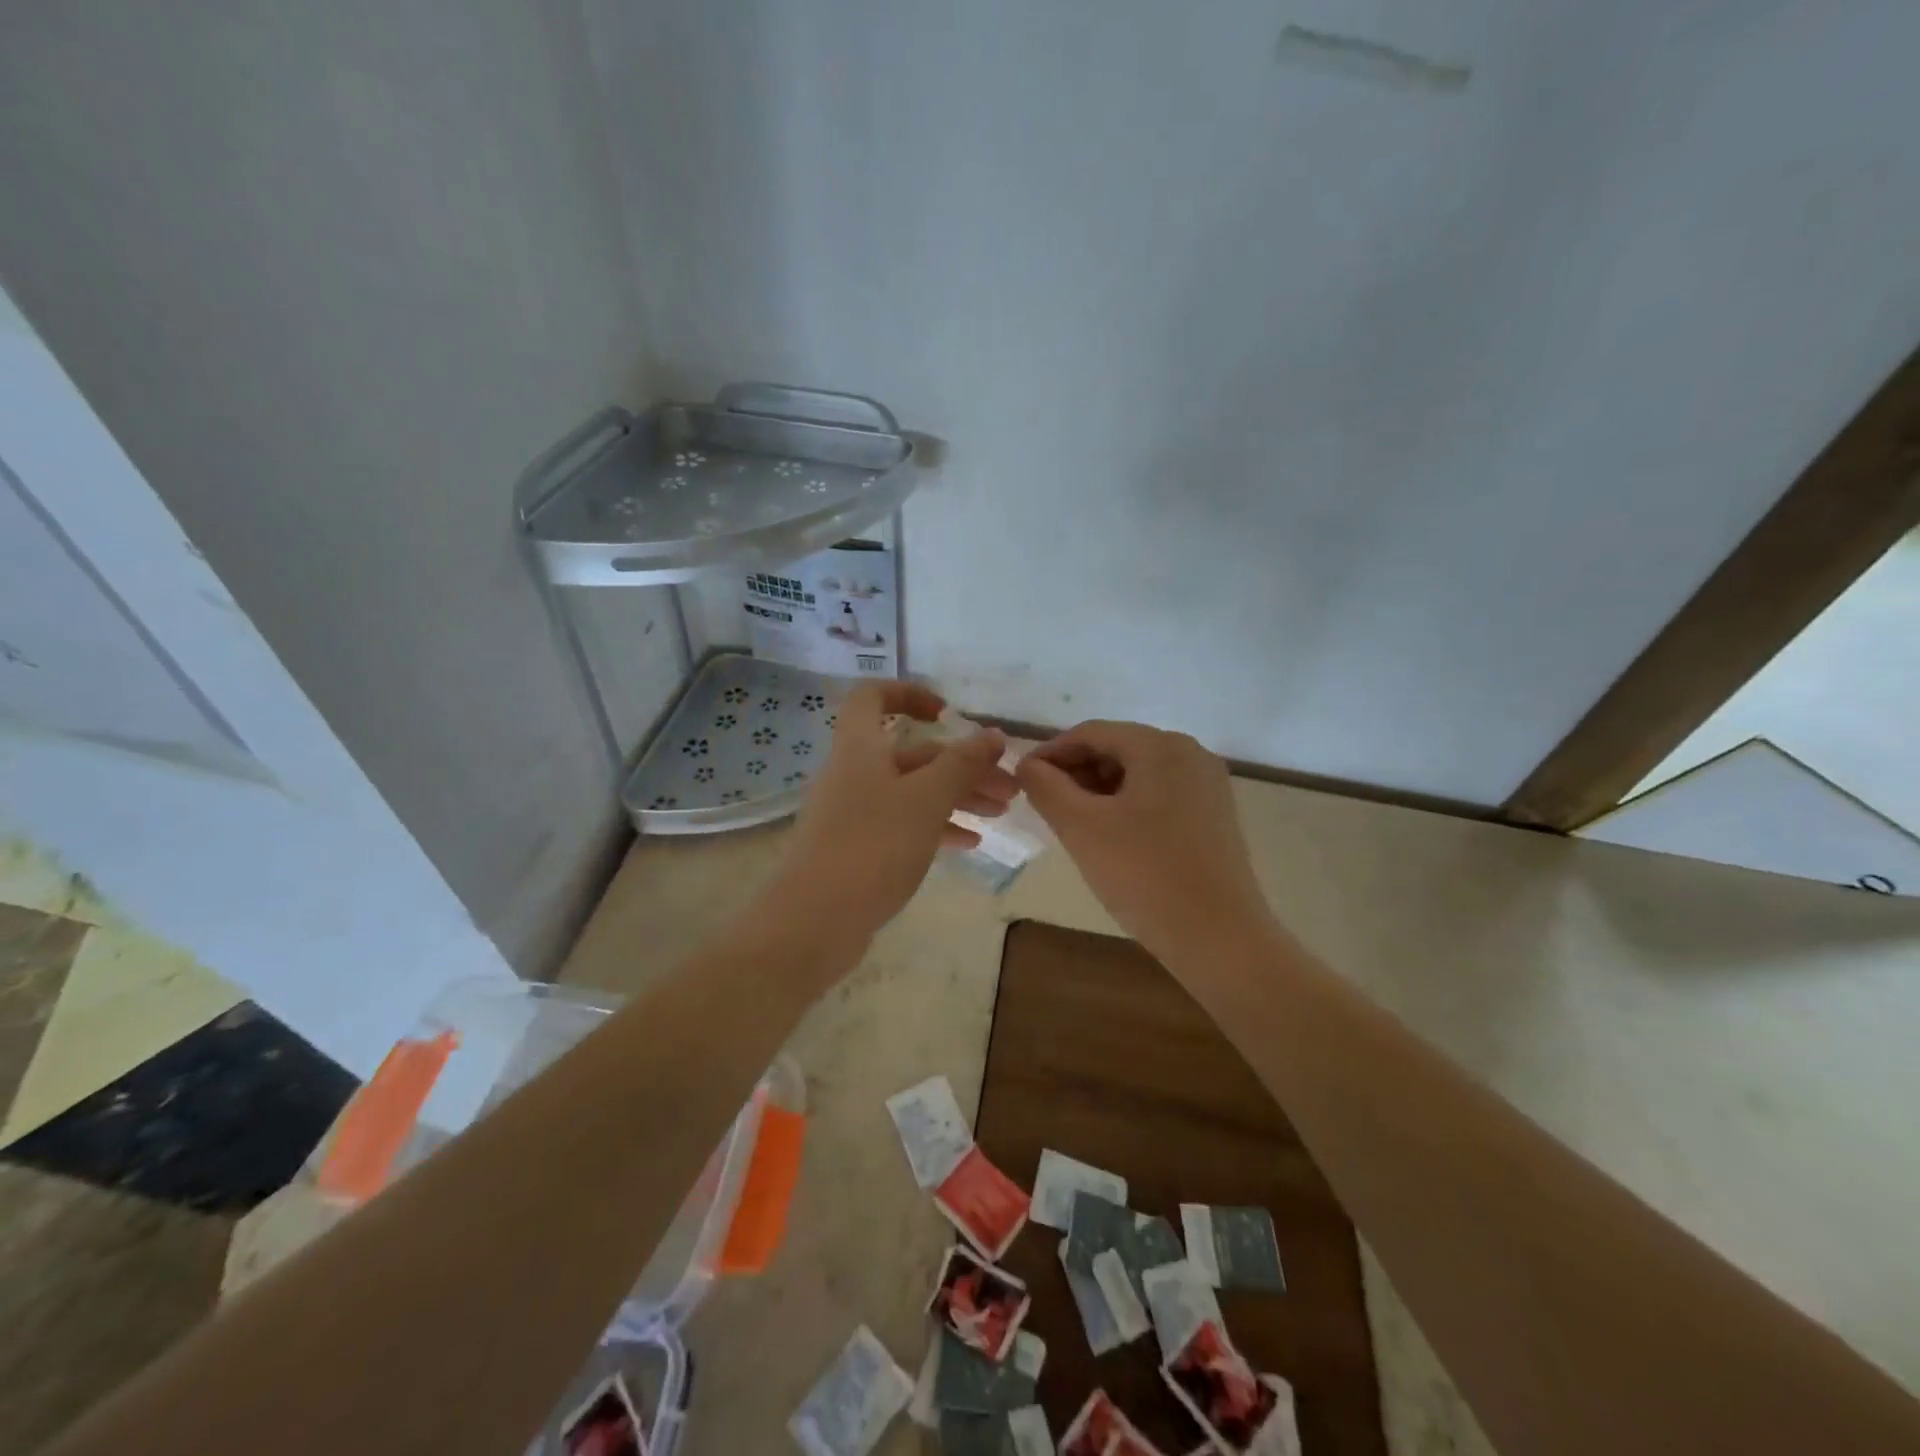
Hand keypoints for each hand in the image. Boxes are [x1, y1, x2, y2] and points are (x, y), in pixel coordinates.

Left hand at [759, 682, 1013, 956]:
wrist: (814, 922)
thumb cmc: (872, 846)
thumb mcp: (926, 800)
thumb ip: (962, 764)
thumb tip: (993, 734)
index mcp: (860, 748)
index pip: (874, 697)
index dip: (910, 694)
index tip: (949, 715)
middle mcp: (853, 773)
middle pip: (911, 754)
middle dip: (962, 765)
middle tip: (1009, 788)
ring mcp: (853, 813)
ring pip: (912, 792)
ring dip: (956, 797)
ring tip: (999, 814)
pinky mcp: (857, 849)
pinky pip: (903, 824)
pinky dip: (936, 827)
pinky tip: (969, 843)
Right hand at [1016, 720, 1275, 963]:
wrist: (1220, 939)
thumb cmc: (1145, 875)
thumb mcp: (1081, 828)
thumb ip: (1046, 787)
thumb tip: (1028, 765)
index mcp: (1160, 746)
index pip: (1091, 732)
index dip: (1051, 752)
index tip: (1022, 780)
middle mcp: (1190, 753)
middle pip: (1117, 748)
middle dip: (1076, 772)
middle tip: (1046, 806)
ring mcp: (1207, 784)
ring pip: (1137, 773)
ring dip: (1099, 790)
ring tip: (1073, 824)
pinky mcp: (1214, 815)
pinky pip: (1159, 795)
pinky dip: (1127, 806)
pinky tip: (1110, 837)